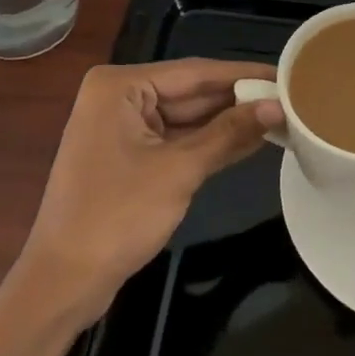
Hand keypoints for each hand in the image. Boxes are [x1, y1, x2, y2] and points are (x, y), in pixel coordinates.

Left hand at [16, 59, 280, 322]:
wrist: (63, 283)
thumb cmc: (116, 217)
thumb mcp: (179, 171)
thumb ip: (229, 134)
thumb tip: (277, 106)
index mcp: (120, 86)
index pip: (195, 72)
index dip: (244, 74)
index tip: (286, 73)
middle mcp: (119, 97)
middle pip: (191, 92)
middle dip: (238, 100)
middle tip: (291, 98)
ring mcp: (122, 127)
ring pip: (187, 117)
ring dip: (228, 122)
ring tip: (281, 116)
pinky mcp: (129, 155)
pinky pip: (177, 139)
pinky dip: (209, 143)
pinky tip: (249, 140)